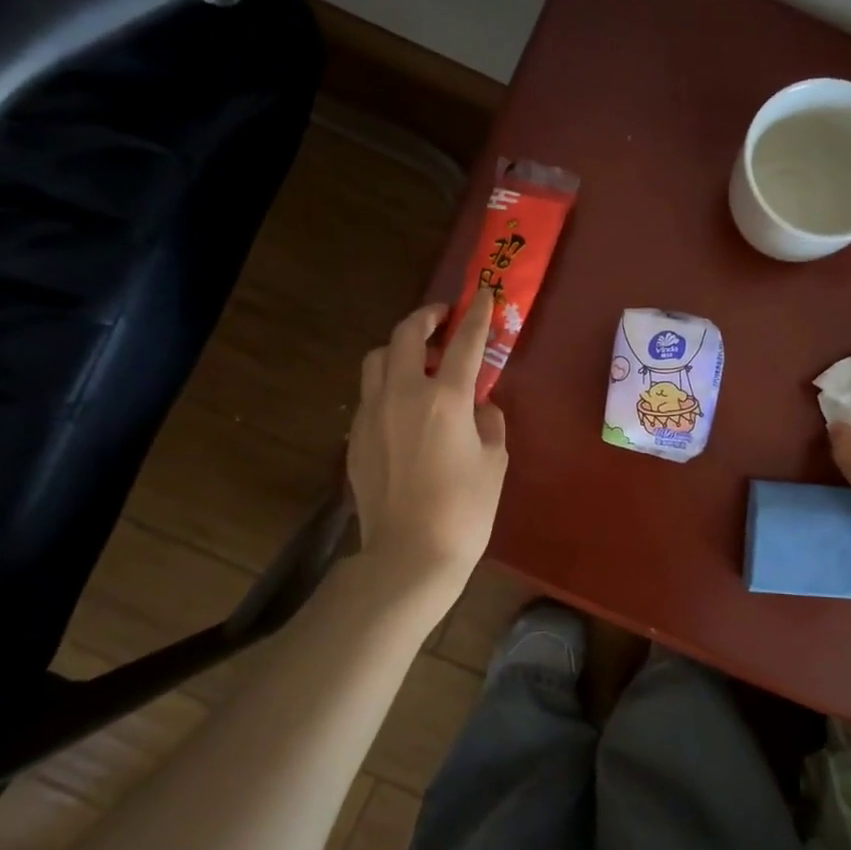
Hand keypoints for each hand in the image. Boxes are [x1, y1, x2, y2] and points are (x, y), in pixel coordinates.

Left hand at [348, 289, 507, 585]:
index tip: (483, 294)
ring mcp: (373, 414)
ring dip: (399, 347)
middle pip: (406, 335)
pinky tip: (402, 403)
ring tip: (418, 358)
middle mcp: (403, 394)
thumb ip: (489, 422)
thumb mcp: (494, 462)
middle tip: (443, 317)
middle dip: (426, 317)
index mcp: (446, 399)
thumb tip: (480, 406)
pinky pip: (368, 392)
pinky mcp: (356, 436)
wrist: (410, 554)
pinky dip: (386, 382)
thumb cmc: (465, 510)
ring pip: (377, 358)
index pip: (466, 343)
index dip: (477, 316)